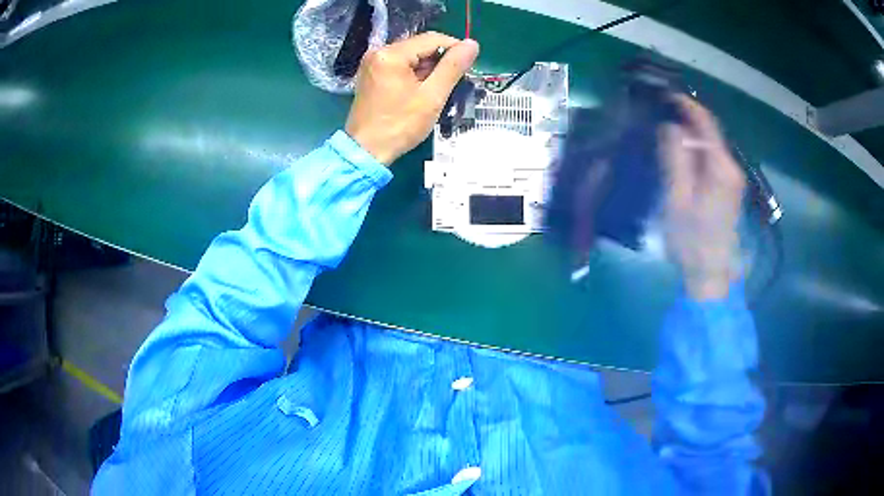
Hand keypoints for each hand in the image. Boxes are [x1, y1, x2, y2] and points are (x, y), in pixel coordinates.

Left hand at [345, 32, 479, 164]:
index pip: (432, 39)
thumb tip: (472, 44)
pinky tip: (420, 91)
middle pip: (420, 46)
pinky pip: (400, 65)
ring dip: (428, 69)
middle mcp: (378, 52)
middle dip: (440, 61)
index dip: (455, 48)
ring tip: (435, 91)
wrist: (365, 151)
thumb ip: (453, 67)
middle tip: (451, 84)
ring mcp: (372, 63)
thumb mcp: (432, 96)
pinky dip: (414, 74)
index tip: (467, 66)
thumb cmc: (399, 126)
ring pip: (411, 56)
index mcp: (391, 54)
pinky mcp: (371, 74)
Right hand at [660, 95, 745, 300]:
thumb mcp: (677, 197)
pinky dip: (696, 149)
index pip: (706, 123)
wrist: (710, 271)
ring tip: (666, 131)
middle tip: (660, 113)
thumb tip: (671, 126)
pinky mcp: (729, 187)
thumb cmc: (691, 239)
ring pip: (711, 144)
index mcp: (721, 167)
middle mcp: (732, 167)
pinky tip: (681, 155)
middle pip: (710, 132)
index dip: (687, 105)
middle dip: (687, 119)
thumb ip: (675, 158)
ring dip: (690, 134)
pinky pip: (712, 157)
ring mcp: (733, 178)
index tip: (666, 94)